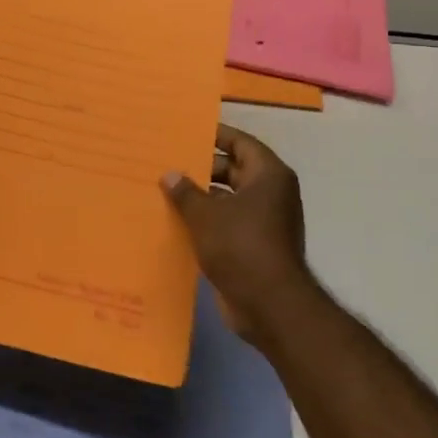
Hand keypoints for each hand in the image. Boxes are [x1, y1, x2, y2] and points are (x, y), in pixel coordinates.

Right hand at [163, 124, 313, 345]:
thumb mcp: (206, 215)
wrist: (269, 305)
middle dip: (203, 167)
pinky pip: (227, 221)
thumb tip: (170, 175)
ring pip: (228, 197)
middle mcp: (271, 194)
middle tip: (168, 162)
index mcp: (268, 176)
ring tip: (166, 189)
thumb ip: (185, 191)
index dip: (215, 135)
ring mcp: (265, 221)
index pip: (241, 143)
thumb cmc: (241, 246)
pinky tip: (177, 219)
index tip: (187, 132)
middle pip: (234, 169)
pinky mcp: (254, 245)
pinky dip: (206, 219)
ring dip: (201, 195)